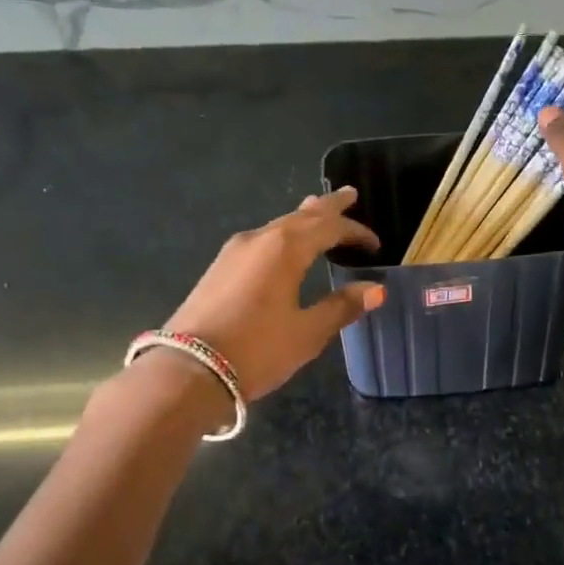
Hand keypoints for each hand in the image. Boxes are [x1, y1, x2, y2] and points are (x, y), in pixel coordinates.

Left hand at [161, 187, 384, 400]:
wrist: (187, 371)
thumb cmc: (256, 350)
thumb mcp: (307, 333)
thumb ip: (341, 307)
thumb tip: (375, 290)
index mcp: (286, 248)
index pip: (330, 227)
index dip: (356, 232)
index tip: (376, 245)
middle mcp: (260, 239)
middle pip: (302, 216)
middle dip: (328, 206)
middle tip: (349, 194)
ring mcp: (235, 251)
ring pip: (278, 225)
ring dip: (303, 218)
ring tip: (317, 208)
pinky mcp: (220, 268)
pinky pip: (262, 238)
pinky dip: (283, 234)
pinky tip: (284, 242)